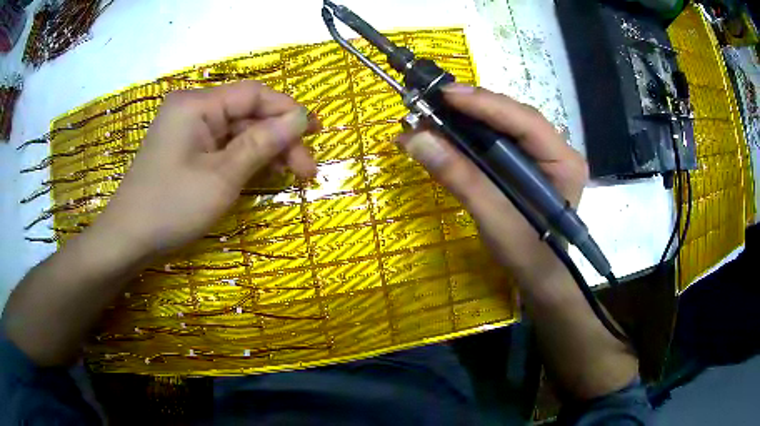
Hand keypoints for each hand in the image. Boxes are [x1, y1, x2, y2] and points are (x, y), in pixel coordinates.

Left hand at [95, 81, 318, 256]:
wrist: (128, 239)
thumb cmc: (171, 207)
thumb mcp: (222, 177)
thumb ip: (262, 143)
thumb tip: (299, 118)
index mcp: (197, 104)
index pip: (253, 94)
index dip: (287, 111)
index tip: (315, 133)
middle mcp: (192, 108)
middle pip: (246, 114)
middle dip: (278, 139)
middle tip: (306, 171)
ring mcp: (187, 129)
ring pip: (236, 131)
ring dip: (264, 151)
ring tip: (290, 176)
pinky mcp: (185, 149)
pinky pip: (221, 146)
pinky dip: (243, 159)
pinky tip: (262, 173)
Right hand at [397, 83, 588, 283]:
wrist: (539, 278)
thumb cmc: (528, 255)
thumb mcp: (496, 219)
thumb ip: (461, 178)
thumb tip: (416, 139)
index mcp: (564, 161)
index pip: (526, 121)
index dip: (486, 104)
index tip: (445, 95)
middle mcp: (555, 149)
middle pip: (512, 117)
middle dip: (471, 109)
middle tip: (430, 105)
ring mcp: (541, 155)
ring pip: (502, 125)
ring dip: (465, 120)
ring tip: (431, 119)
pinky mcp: (524, 163)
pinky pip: (496, 141)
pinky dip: (468, 137)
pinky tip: (446, 136)